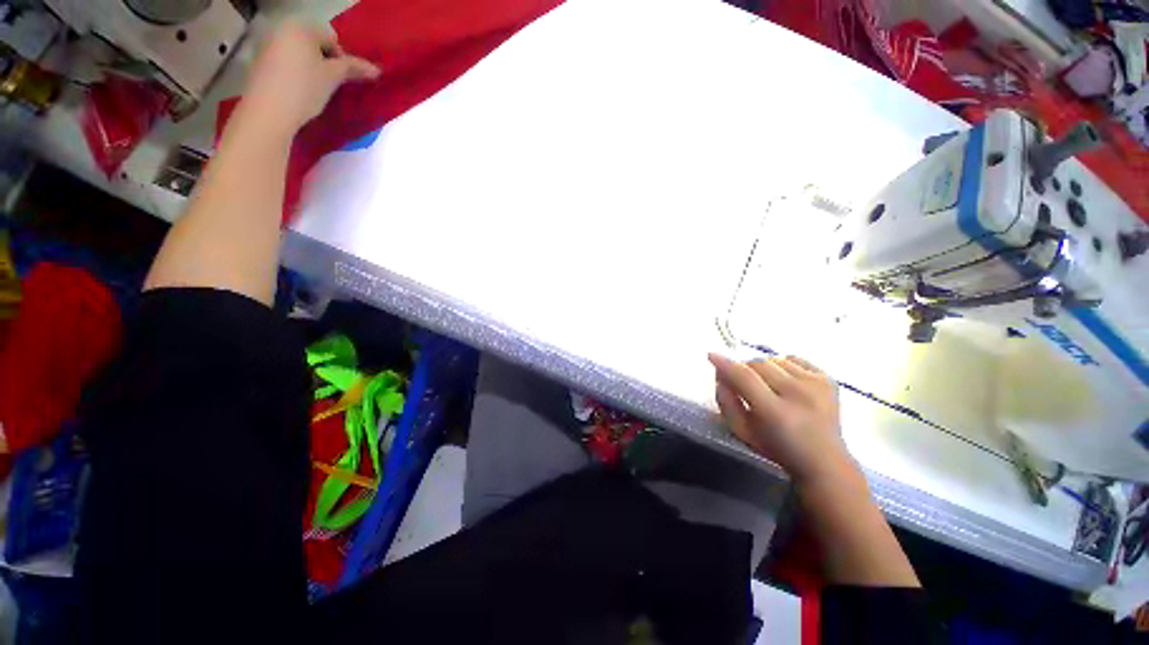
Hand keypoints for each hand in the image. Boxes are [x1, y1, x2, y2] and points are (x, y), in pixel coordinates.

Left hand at [241, 22, 379, 135]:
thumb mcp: (334, 77)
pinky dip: (296, 74)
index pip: (332, 39)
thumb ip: (354, 68)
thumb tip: (376, 69)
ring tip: (314, 90)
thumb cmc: (304, 88)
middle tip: (330, 85)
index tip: (341, 80)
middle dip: (325, 63)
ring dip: (311, 69)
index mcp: (300, 26)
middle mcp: (281, 29)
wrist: (269, 111)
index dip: (342, 60)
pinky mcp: (260, 62)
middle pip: (314, 44)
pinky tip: (297, 91)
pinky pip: (286, 62)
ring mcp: (267, 44)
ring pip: (300, 54)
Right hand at [709, 353, 854, 484]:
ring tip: (767, 386)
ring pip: (775, 360)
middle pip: (758, 364)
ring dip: (764, 369)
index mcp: (775, 413)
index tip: (711, 356)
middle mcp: (798, 395)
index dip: (725, 364)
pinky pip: (795, 359)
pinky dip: (784, 366)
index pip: (744, 377)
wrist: (824, 461)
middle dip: (744, 370)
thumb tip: (720, 375)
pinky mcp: (828, 380)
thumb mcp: (742, 431)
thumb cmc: (777, 448)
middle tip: (743, 383)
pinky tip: (785, 382)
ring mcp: (817, 385)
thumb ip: (725, 402)